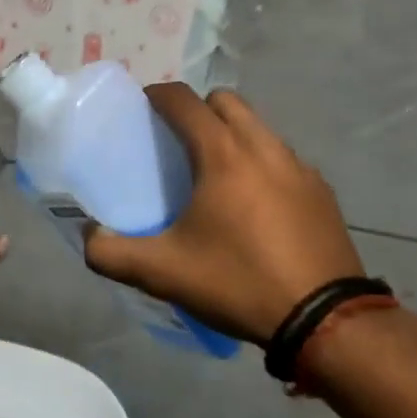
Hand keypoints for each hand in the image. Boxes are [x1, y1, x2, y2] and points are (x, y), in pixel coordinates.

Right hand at [83, 85, 363, 345]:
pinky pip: (282, 158)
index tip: (141, 108)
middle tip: (178, 141)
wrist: (327, 322)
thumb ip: (111, 252)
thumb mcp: (163, 272)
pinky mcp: (322, 191)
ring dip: (232, 134)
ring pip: (258, 127)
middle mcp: (263, 146)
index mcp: (223, 154)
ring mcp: (299, 167)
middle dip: (198, 109)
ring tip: (215, 174)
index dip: (158, 95)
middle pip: (225, 101)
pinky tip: (255, 205)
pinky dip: (261, 163)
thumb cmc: (239, 283)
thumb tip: (89, 236)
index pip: (184, 100)